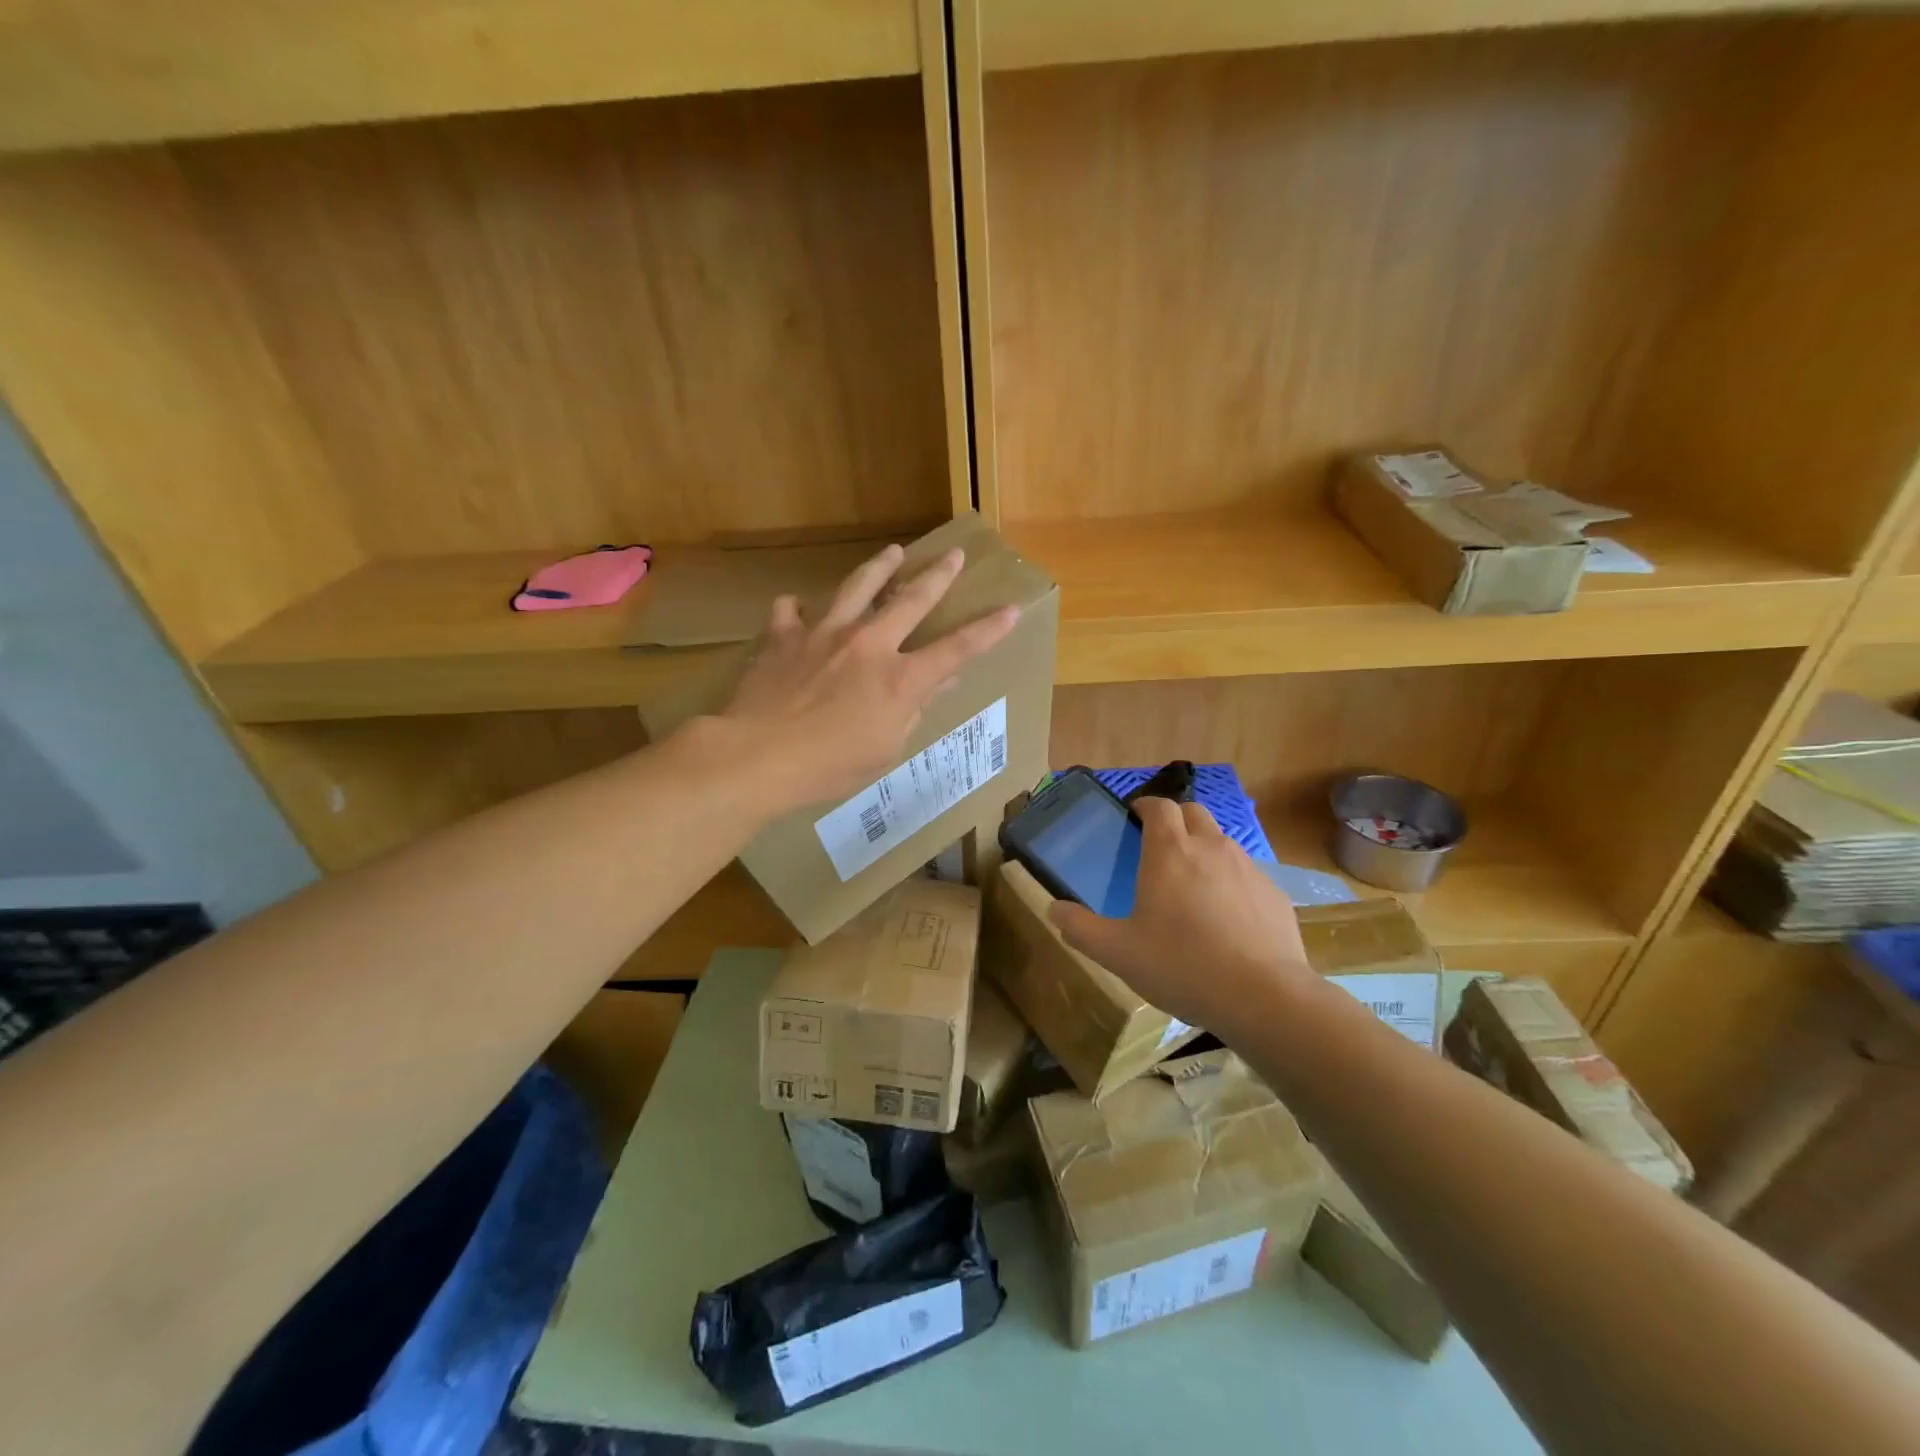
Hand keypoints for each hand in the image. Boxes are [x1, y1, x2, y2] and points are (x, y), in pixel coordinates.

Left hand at [711, 542, 1018, 809]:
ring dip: (879, 567)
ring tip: (893, 551)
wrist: (757, 756)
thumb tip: (941, 683)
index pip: (957, 649)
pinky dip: (798, 609)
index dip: (988, 630)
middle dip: (938, 576)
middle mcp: (868, 644)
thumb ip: (914, 710)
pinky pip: (791, 611)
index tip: (1010, 609)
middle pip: (912, 600)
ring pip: (857, 586)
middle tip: (954, 555)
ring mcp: (824, 633)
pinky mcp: (784, 636)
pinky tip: (798, 609)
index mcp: (900, 679)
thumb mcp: (885, 749)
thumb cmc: (829, 766)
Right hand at [1049, 797, 1318, 1035]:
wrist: (1263, 997)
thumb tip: (1054, 910)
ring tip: (1192, 885)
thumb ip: (1081, 928)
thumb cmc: (1182, 966)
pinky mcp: (1274, 894)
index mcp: (1170, 852)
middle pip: (1193, 813)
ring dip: (1204, 850)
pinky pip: (1247, 874)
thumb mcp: (1118, 953)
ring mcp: (1248, 869)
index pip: (1159, 806)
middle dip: (1175, 820)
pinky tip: (1227, 918)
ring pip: (1222, 842)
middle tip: (1160, 848)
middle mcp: (1211, 847)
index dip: (1145, 806)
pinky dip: (1232, 882)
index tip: (1134, 818)